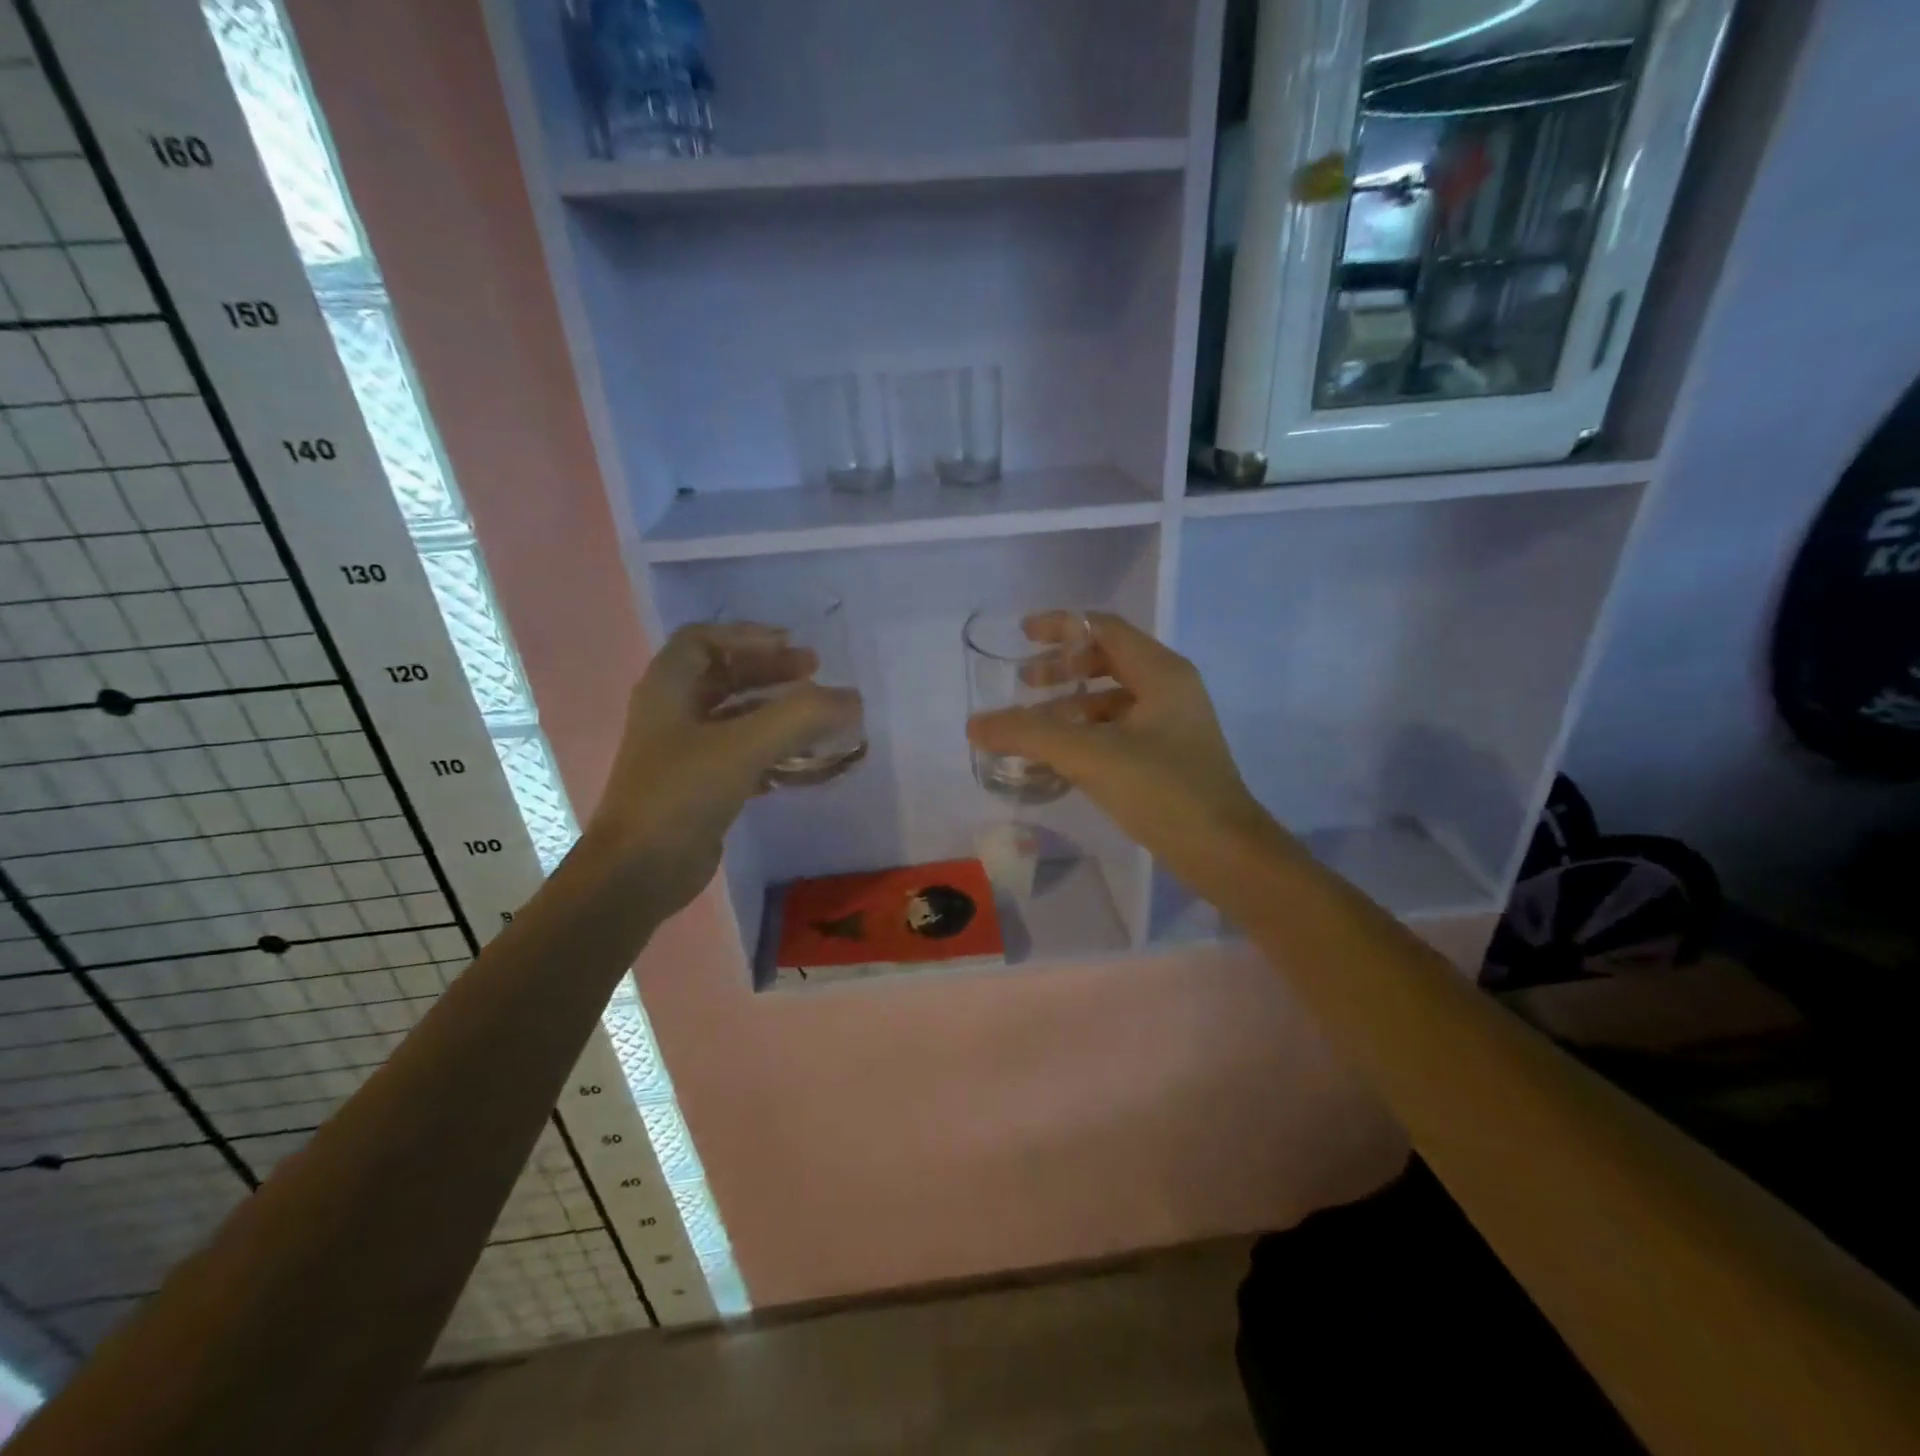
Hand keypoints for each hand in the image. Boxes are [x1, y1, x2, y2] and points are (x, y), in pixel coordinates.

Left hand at [582, 623, 860, 916]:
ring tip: (817, 718)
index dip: (748, 636)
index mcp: (668, 689)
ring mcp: (683, 754)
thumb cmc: (683, 794)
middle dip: (769, 672)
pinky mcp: (698, 788)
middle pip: (723, 677)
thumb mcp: (745, 746)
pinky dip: (771, 752)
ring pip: (735, 718)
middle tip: (814, 673)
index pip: (704, 640)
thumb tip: (852, 699)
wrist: (640, 871)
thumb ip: (802, 717)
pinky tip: (800, 764)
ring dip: (775, 713)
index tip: (791, 645)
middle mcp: (672, 714)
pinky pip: (740, 756)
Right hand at [965, 612, 1293, 892]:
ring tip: (1032, 727)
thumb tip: (975, 724)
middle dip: (1062, 668)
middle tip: (1023, 684)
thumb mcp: (1090, 755)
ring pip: (1111, 700)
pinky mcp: (1168, 757)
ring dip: (1070, 706)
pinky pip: (1118, 731)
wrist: (1223, 852)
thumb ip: (1029, 735)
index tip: (1022, 635)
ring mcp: (1172, 725)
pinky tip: (1059, 759)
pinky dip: (1085, 735)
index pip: (1104, 629)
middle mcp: (1169, 689)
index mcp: (1161, 672)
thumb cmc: (1163, 790)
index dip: (1061, 626)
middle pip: (1107, 661)